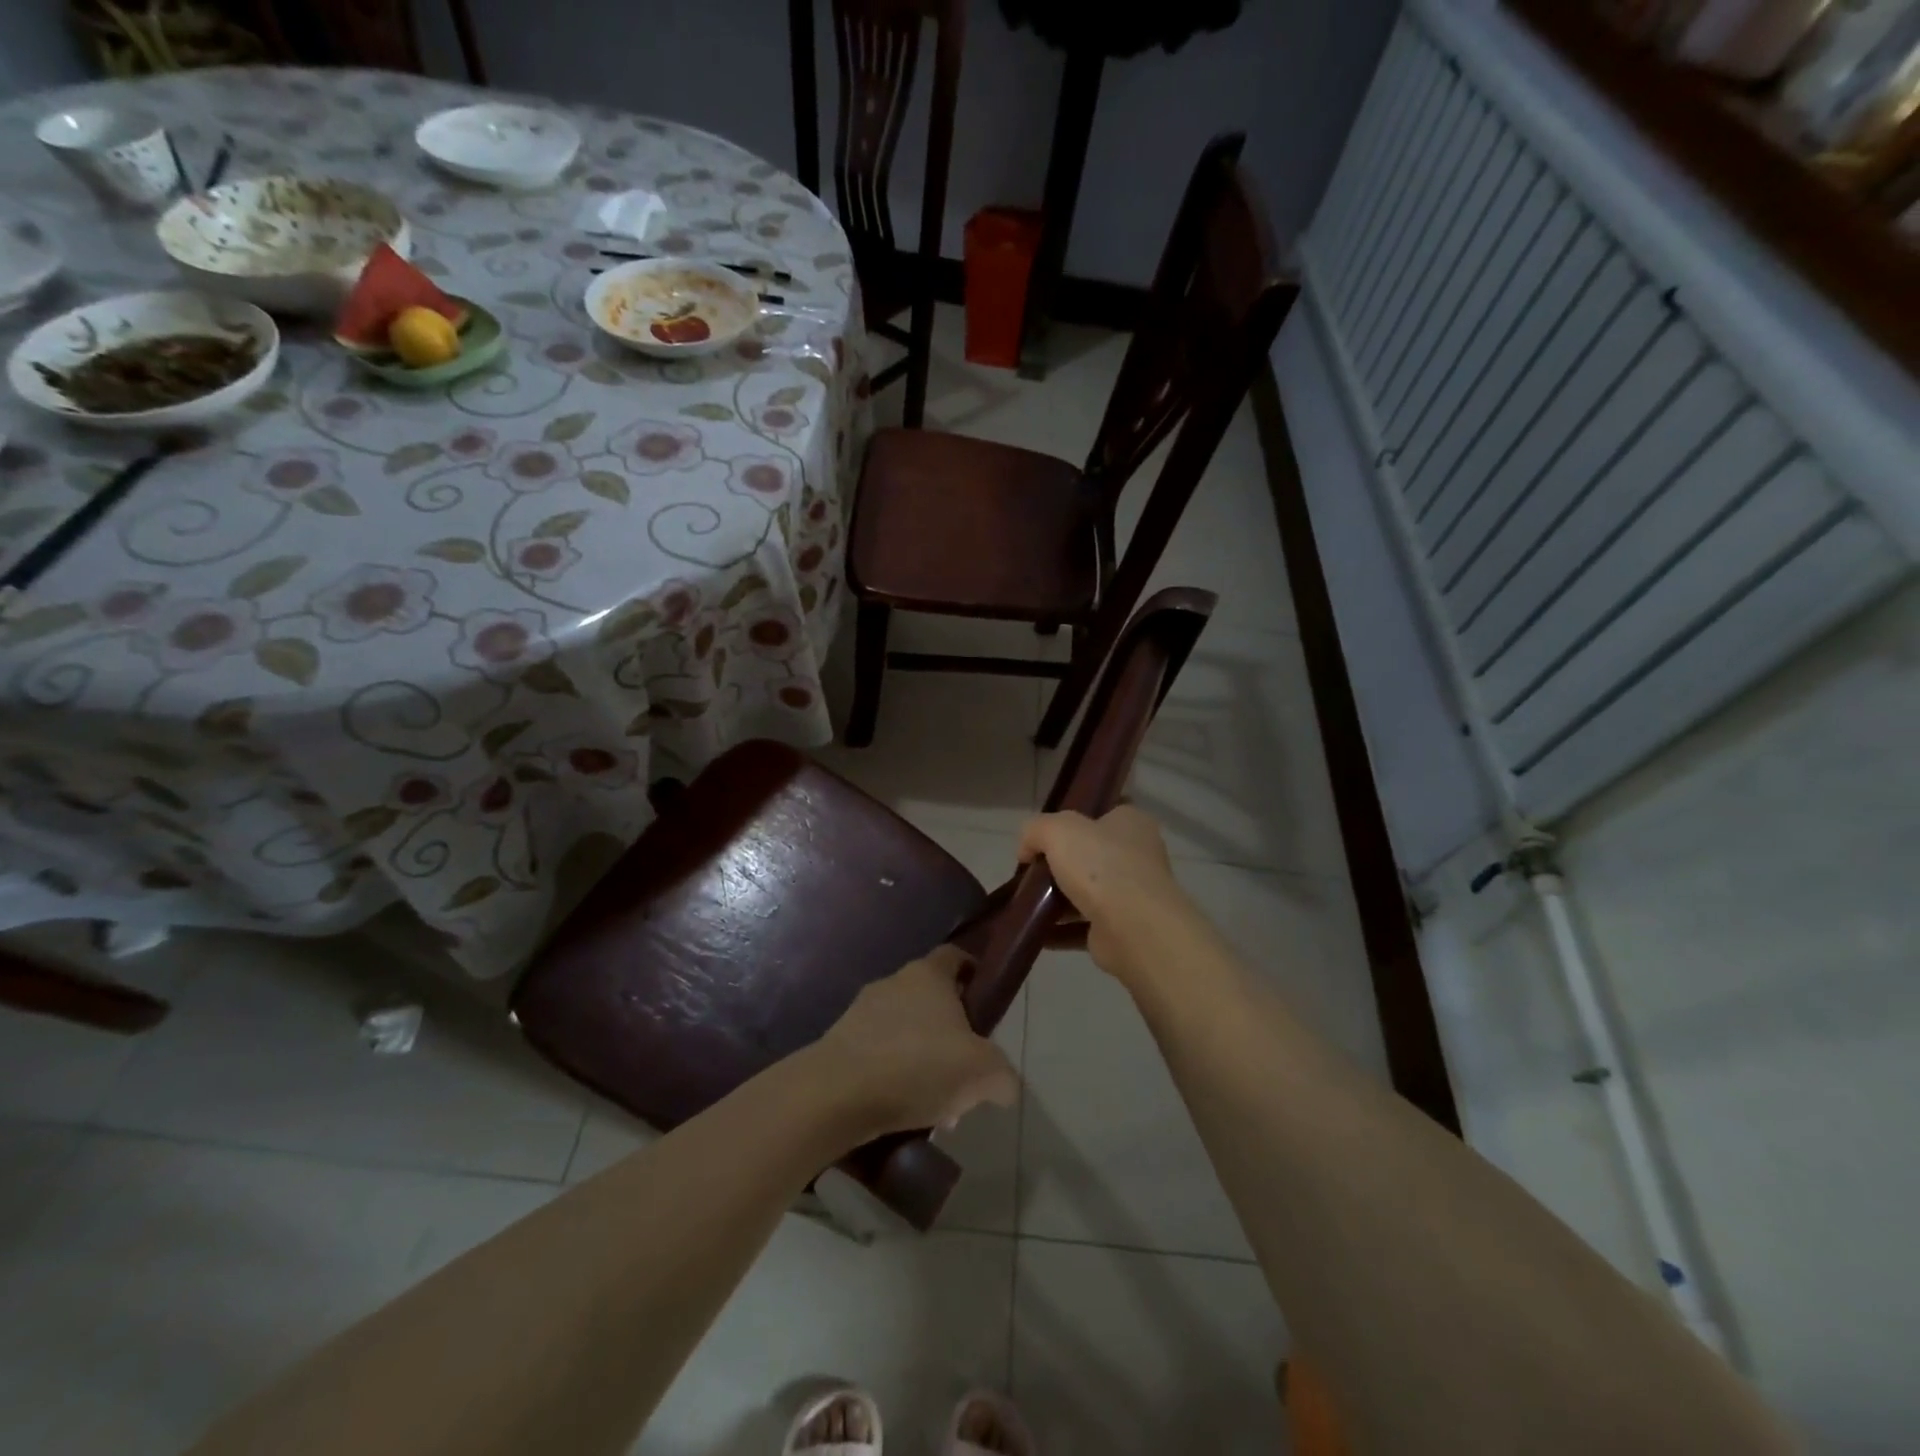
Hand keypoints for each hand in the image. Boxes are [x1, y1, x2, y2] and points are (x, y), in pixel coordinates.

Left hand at [814, 945, 1018, 1137]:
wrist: (838, 1093)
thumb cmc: (919, 1066)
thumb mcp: (982, 1074)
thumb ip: (1002, 1076)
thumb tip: (1003, 1085)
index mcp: (929, 974)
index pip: (954, 957)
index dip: (972, 973)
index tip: (983, 1000)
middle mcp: (894, 982)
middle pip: (929, 998)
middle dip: (948, 1031)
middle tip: (963, 1068)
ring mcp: (861, 1010)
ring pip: (903, 1029)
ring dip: (920, 1058)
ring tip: (934, 1103)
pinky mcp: (839, 1042)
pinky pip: (877, 1053)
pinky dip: (892, 1075)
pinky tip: (902, 1111)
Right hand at [1018, 806, 1188, 989]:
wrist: (1133, 928)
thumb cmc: (1100, 866)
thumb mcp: (1057, 830)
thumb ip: (1035, 830)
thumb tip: (1027, 851)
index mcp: (1132, 824)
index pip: (1103, 813)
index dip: (1074, 820)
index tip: (1046, 834)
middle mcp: (1137, 857)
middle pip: (1091, 855)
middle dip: (1061, 864)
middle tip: (1031, 871)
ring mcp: (1132, 896)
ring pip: (1087, 892)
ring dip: (1058, 900)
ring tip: (1026, 903)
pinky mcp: (1122, 930)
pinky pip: (1084, 927)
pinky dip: (1060, 931)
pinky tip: (1035, 931)